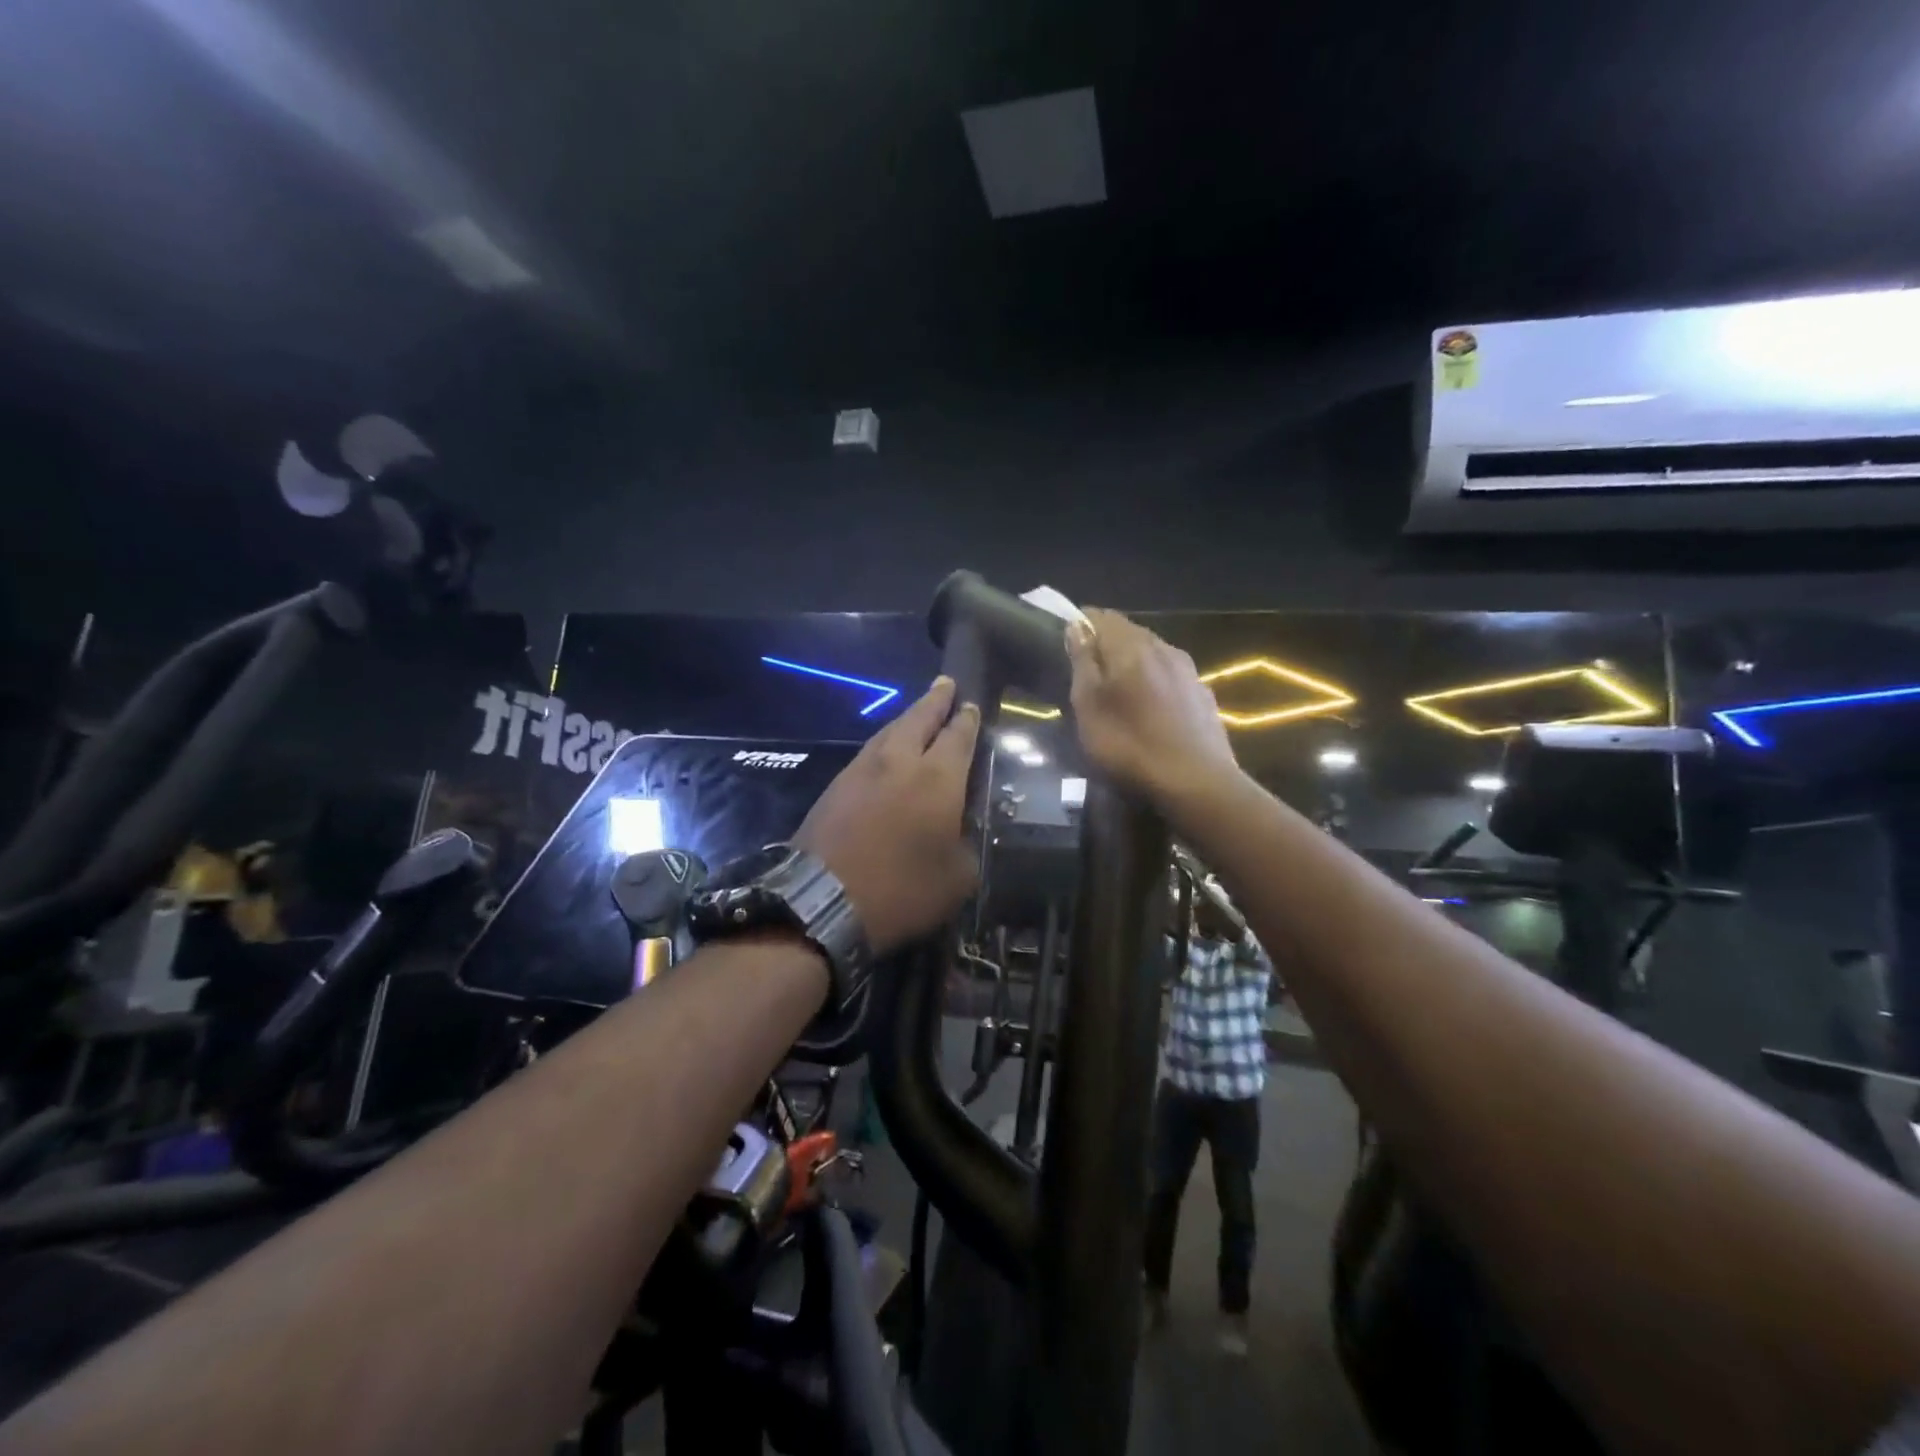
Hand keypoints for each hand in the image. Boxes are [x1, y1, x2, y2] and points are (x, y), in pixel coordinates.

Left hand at [795, 677, 979, 954]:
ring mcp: (862, 769)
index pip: (958, 736)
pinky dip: (885, 742)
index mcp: (937, 778)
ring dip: (908, 718)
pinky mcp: (836, 785)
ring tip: (919, 712)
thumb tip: (962, 829)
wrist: (822, 900)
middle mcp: (900, 761)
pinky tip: (887, 750)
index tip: (972, 705)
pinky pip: (869, 751)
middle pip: (920, 718)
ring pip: (890, 731)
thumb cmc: (902, 889)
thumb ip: (967, 844)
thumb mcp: (957, 877)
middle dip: (936, 700)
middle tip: (946, 683)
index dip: (967, 719)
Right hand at [1066, 608, 1239, 805]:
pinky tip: (1151, 708)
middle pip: (1129, 632)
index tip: (1067, 642)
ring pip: (1152, 653)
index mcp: (1130, 646)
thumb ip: (1083, 663)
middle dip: (1107, 644)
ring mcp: (1188, 670)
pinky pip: (1171, 675)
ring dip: (1133, 663)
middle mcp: (1162, 647)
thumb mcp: (1089, 707)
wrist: (1196, 782)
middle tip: (1089, 670)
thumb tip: (1077, 626)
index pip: (1102, 616)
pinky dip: (1155, 681)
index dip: (1082, 623)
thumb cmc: (1129, 745)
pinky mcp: (1203, 694)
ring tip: (1118, 689)